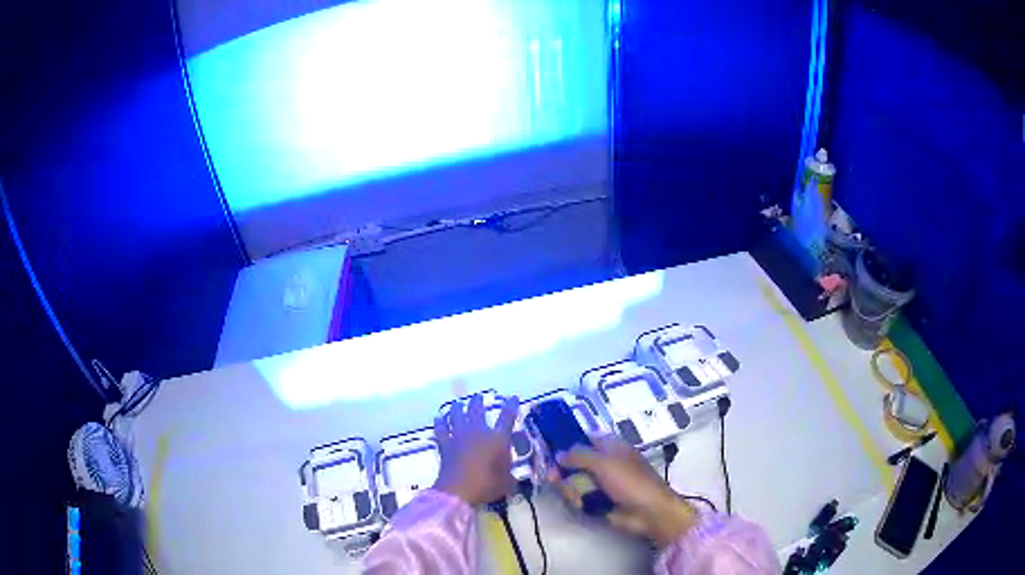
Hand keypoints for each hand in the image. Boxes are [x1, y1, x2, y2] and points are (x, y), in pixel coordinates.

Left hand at [433, 394, 519, 504]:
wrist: (458, 491)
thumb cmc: (487, 485)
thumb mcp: (507, 482)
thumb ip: (509, 473)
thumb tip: (511, 473)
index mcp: (497, 439)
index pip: (507, 417)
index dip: (511, 406)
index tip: (513, 397)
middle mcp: (477, 432)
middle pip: (477, 410)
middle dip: (478, 401)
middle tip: (479, 397)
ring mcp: (458, 436)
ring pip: (456, 415)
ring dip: (458, 407)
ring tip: (458, 403)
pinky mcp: (444, 444)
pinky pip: (440, 429)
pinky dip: (440, 422)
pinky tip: (438, 418)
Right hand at [549, 436, 697, 547]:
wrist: (647, 512)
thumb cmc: (630, 480)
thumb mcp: (604, 462)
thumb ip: (578, 455)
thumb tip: (558, 454)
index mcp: (610, 446)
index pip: (584, 438)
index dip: (568, 442)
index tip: (550, 449)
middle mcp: (604, 463)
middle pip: (574, 462)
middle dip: (562, 470)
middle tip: (552, 477)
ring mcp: (600, 483)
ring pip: (573, 482)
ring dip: (570, 489)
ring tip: (576, 496)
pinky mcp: (597, 502)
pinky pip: (578, 498)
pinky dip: (577, 501)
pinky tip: (581, 504)